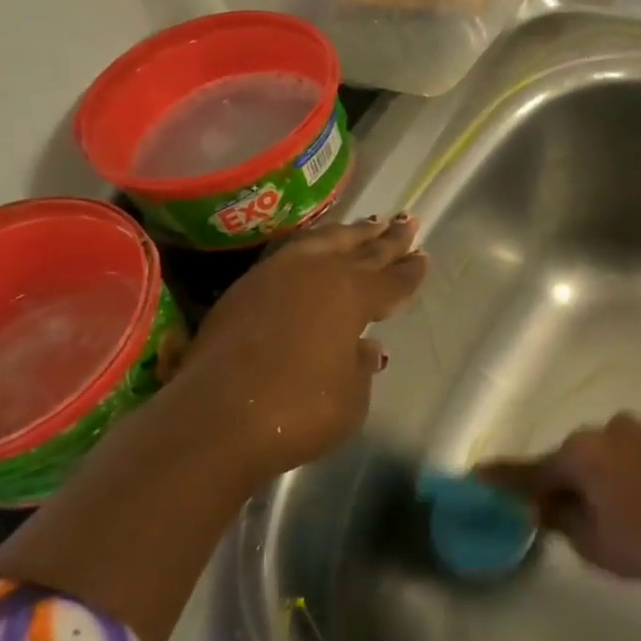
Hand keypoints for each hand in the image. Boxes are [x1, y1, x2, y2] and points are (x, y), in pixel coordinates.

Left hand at [154, 215, 427, 485]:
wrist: (216, 418)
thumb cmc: (300, 410)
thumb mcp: (351, 397)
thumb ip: (361, 366)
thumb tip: (365, 346)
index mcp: (352, 295)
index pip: (391, 281)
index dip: (409, 272)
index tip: (423, 256)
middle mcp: (317, 274)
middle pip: (361, 251)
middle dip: (387, 239)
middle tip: (407, 222)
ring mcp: (276, 276)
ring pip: (322, 242)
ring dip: (348, 234)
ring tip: (366, 224)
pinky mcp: (244, 288)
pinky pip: (291, 253)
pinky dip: (312, 246)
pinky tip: (314, 249)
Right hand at [479, 414, 640, 580]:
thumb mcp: (597, 546)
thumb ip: (563, 522)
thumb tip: (545, 507)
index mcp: (582, 456)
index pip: (531, 470)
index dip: (503, 477)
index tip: (478, 475)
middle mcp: (612, 429)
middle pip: (579, 457)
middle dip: (575, 479)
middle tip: (580, 509)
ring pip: (621, 450)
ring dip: (618, 472)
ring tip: (637, 505)